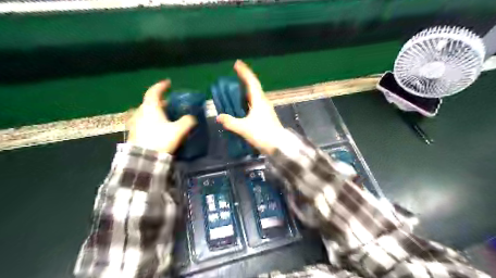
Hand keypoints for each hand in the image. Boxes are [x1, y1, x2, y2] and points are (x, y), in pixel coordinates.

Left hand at [126, 80, 196, 152]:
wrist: (143, 158)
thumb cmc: (161, 140)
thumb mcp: (178, 130)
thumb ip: (187, 121)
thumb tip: (191, 118)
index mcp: (150, 107)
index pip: (154, 91)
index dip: (162, 86)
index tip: (168, 83)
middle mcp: (140, 112)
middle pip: (150, 102)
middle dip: (161, 102)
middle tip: (170, 105)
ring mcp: (135, 122)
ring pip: (146, 112)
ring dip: (156, 112)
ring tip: (165, 117)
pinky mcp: (134, 132)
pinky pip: (144, 121)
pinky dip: (151, 120)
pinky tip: (158, 128)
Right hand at [216, 60, 282, 154]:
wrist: (278, 146)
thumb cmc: (262, 134)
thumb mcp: (244, 128)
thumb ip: (230, 122)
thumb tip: (219, 117)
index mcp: (259, 101)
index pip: (251, 82)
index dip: (244, 72)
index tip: (237, 63)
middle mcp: (264, 102)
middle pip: (254, 86)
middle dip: (245, 78)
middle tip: (235, 73)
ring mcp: (266, 109)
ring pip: (255, 95)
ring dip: (246, 89)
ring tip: (237, 87)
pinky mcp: (266, 116)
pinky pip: (255, 103)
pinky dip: (248, 100)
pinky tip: (242, 104)